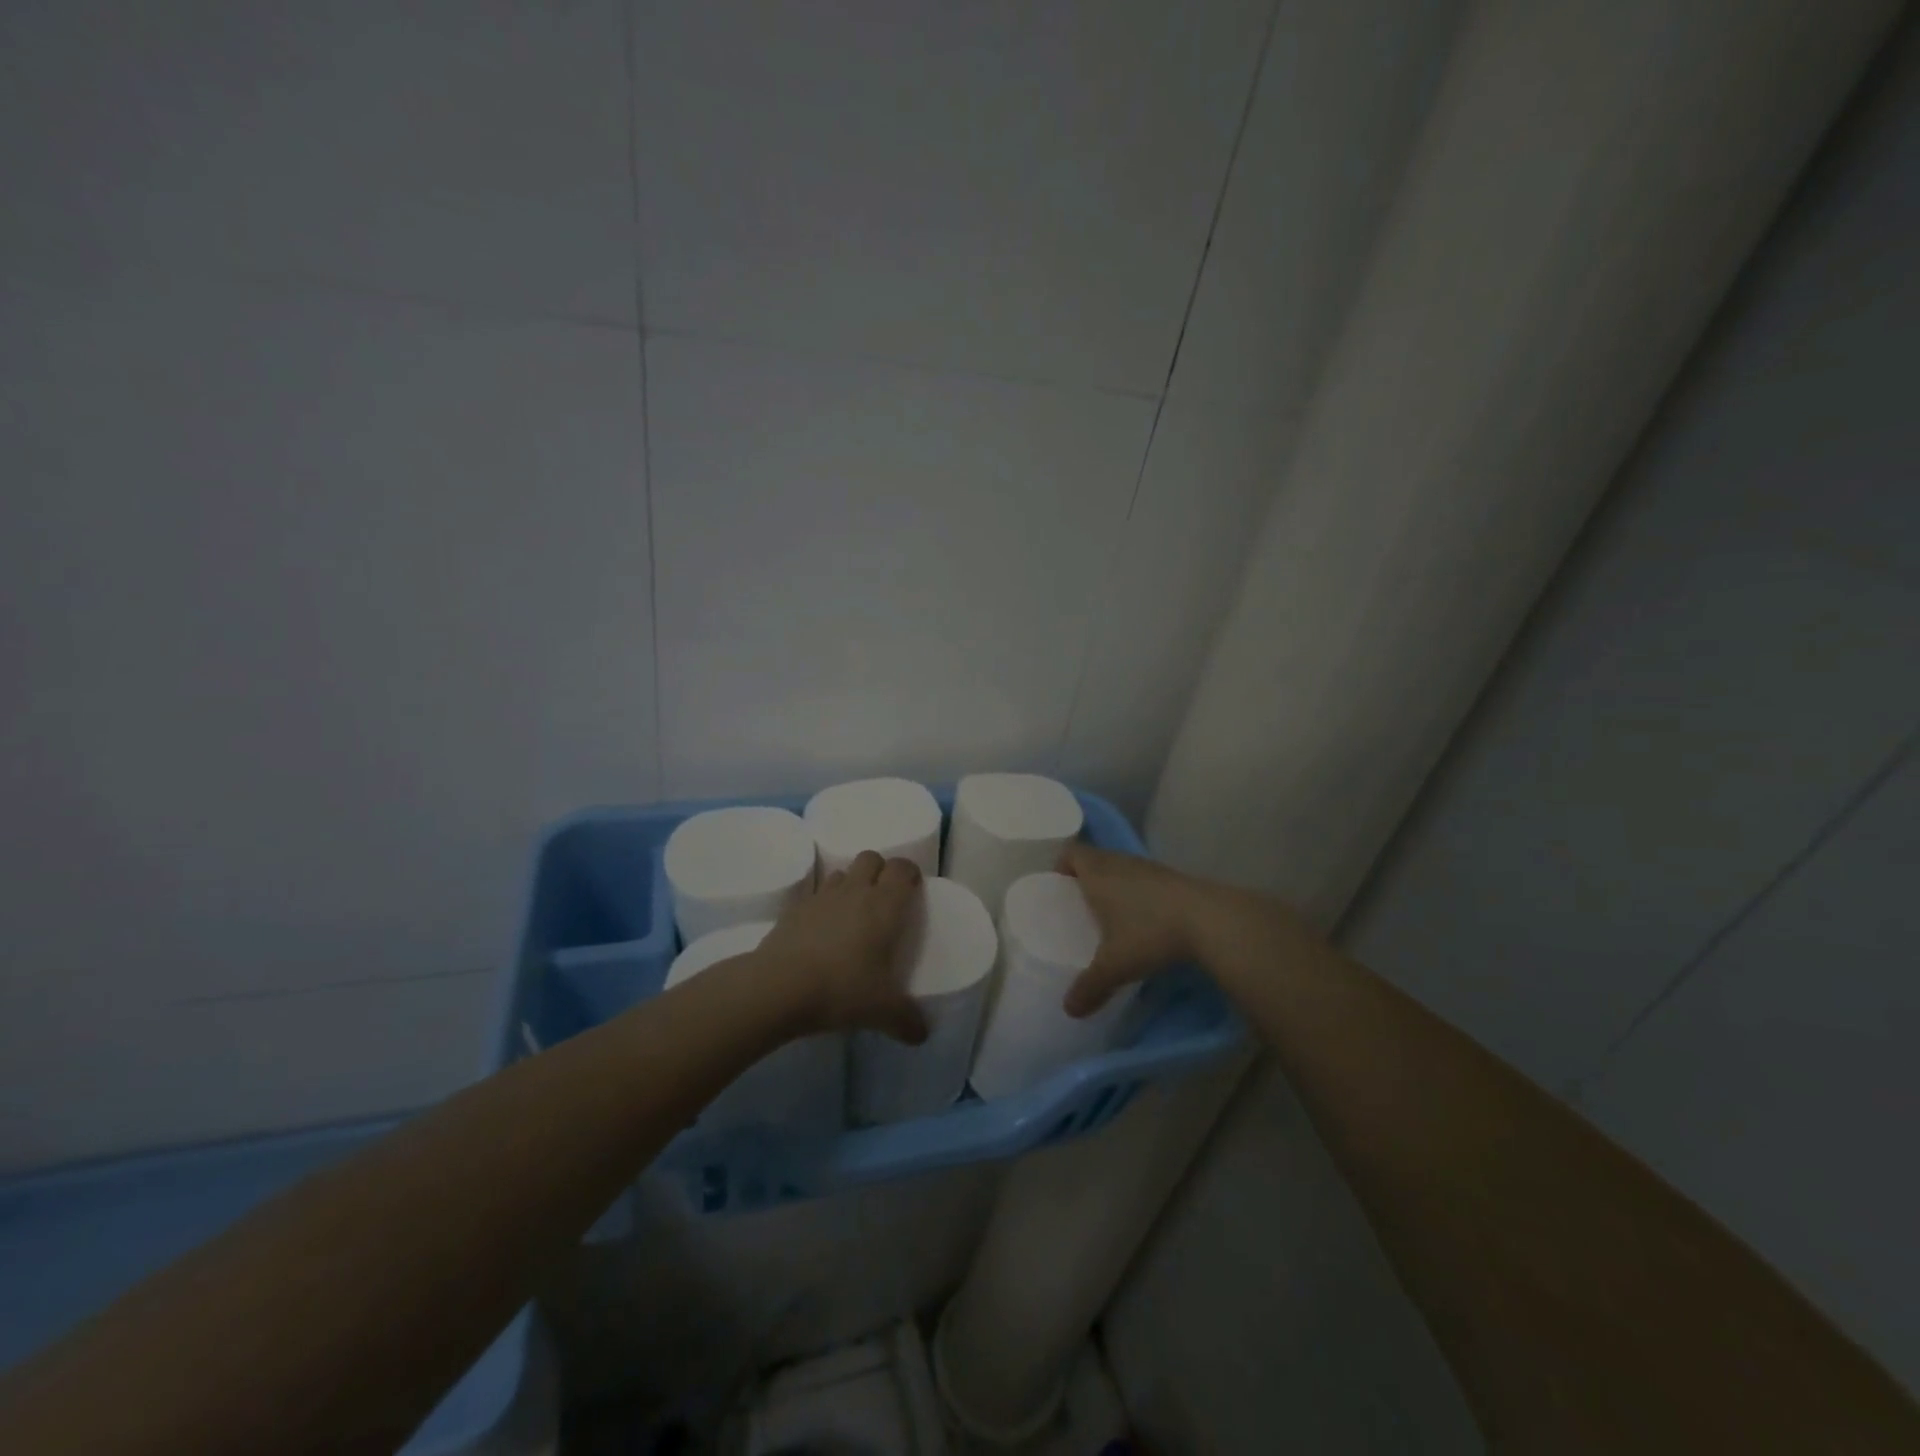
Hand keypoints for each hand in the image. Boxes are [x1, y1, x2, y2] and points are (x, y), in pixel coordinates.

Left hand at [757, 850, 929, 1044]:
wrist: (778, 986)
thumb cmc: (841, 989)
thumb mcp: (881, 1011)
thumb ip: (906, 1020)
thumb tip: (922, 1035)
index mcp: (884, 905)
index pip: (902, 867)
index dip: (910, 873)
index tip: (913, 890)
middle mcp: (855, 891)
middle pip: (871, 858)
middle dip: (880, 871)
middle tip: (884, 900)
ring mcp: (821, 896)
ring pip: (842, 873)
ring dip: (851, 885)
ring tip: (852, 914)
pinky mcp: (794, 908)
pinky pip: (814, 895)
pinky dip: (822, 904)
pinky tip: (821, 930)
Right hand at [1058, 841, 1204, 1017]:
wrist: (1210, 920)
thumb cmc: (1150, 933)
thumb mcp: (1115, 966)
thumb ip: (1089, 987)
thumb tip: (1068, 1010)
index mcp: (1098, 873)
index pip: (1071, 852)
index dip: (1061, 865)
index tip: (1059, 887)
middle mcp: (1121, 863)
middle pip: (1095, 858)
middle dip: (1085, 877)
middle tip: (1080, 905)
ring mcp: (1149, 867)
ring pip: (1121, 867)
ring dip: (1114, 883)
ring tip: (1112, 913)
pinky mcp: (1173, 877)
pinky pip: (1144, 878)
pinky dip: (1138, 891)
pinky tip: (1145, 919)